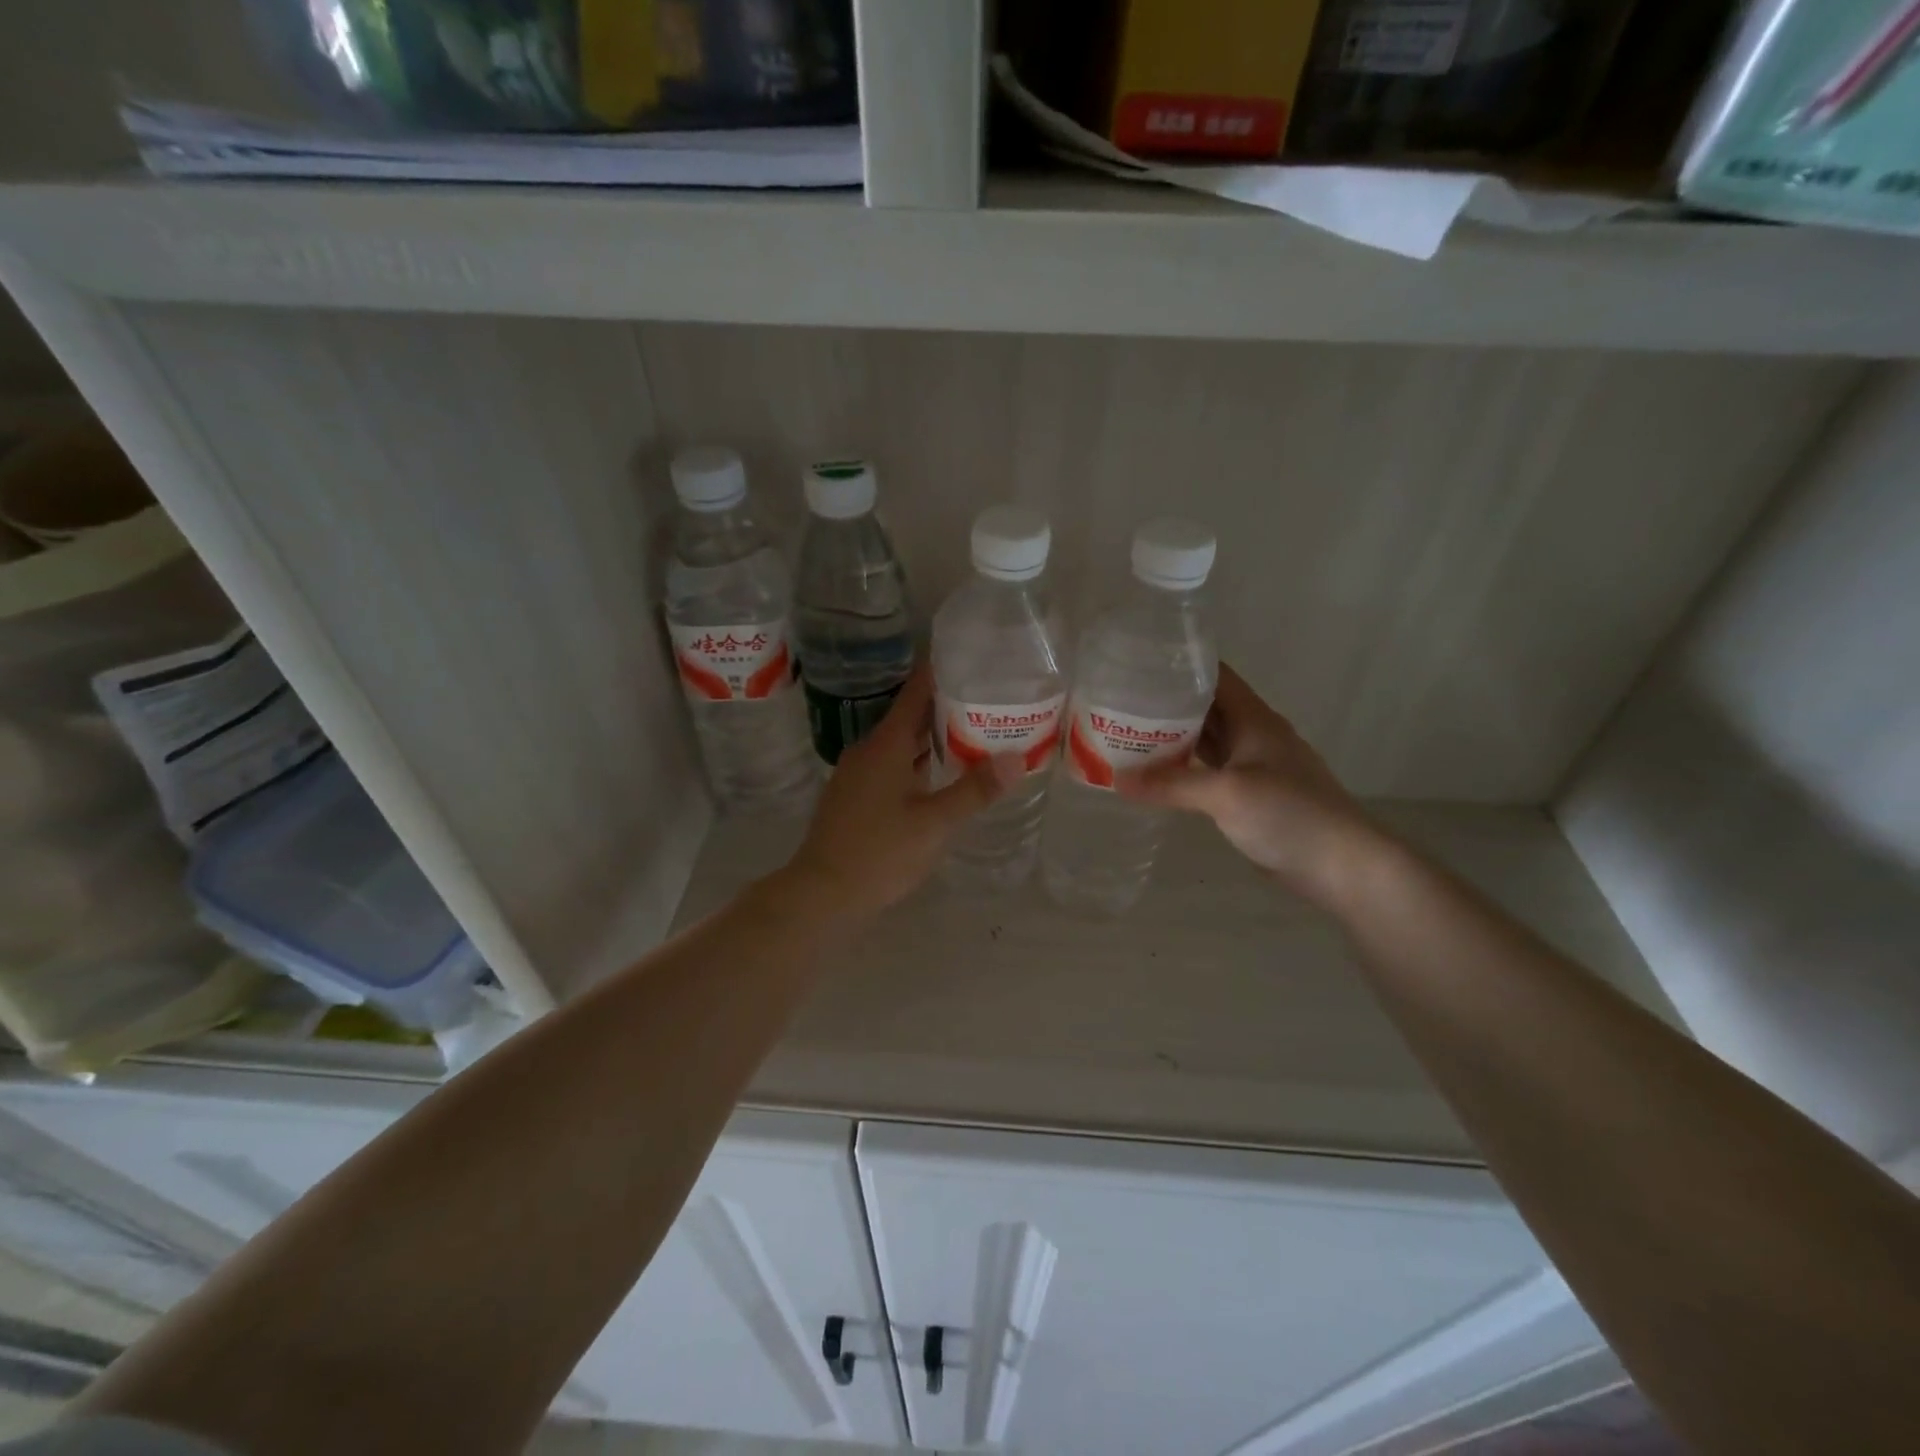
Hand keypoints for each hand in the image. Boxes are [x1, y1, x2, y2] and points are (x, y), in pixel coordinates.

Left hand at [775, 665, 1011, 923]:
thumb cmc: (880, 853)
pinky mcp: (854, 795)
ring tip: (972, 732)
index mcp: (886, 745)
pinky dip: (917, 761)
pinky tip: (939, 774)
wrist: (823, 893)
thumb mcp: (935, 824)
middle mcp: (869, 750)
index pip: (916, 692)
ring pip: (901, 743)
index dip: (940, 671)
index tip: (970, 656)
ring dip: (932, 737)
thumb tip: (1017, 758)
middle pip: (910, 716)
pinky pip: (891, 764)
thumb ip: (975, 790)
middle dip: (946, 706)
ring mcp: (857, 773)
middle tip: (987, 697)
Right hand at [1120, 663, 1379, 904]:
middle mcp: (1254, 736)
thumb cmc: (1290, 814)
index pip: (1214, 676)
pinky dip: (1184, 769)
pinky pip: (1209, 771)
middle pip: (1206, 707)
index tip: (1138, 662)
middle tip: (1119, 702)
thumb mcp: (1226, 794)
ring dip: (1172, 737)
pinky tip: (1157, 775)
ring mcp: (1254, 767)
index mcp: (1254, 719)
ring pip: (1207, 741)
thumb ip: (1172, 785)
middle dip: (1166, 702)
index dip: (1179, 664)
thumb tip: (1117, 781)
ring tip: (1127, 733)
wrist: (1342, 866)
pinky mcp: (1251, 796)